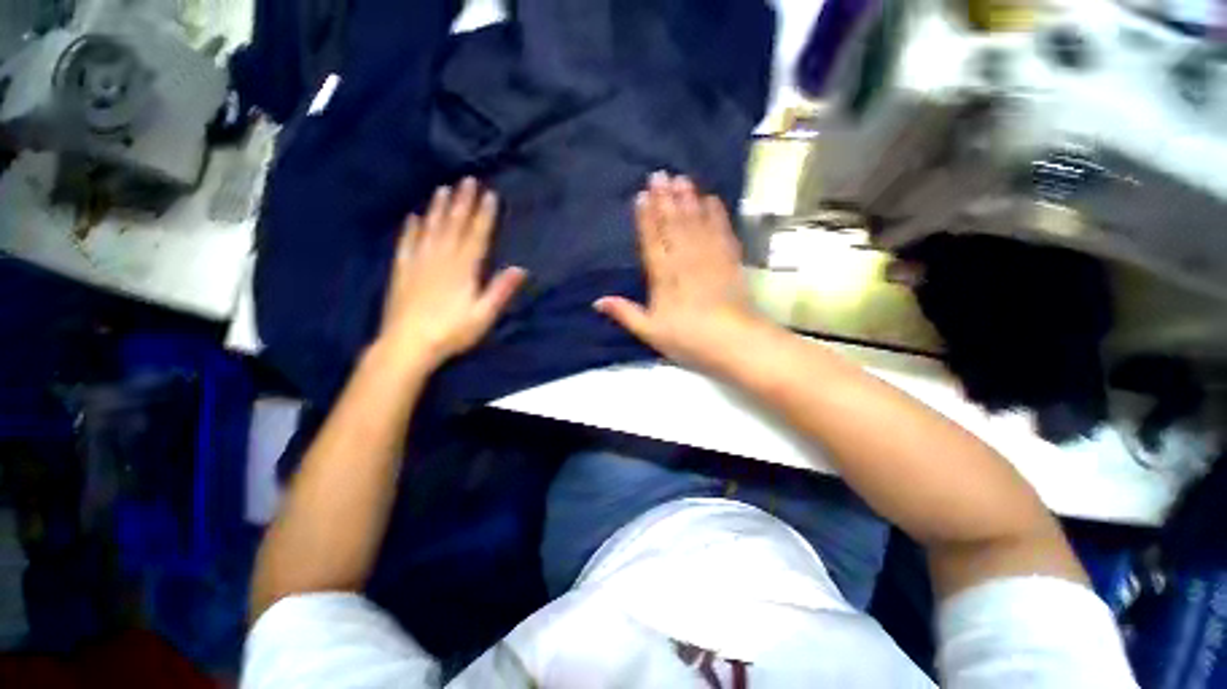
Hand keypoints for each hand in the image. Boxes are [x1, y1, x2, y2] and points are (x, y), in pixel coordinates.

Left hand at [378, 178, 526, 369]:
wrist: (408, 344)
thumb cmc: (451, 331)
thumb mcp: (483, 315)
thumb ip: (500, 290)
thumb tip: (520, 269)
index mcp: (463, 270)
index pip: (476, 237)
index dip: (484, 216)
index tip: (489, 195)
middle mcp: (441, 259)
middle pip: (453, 226)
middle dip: (462, 203)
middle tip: (466, 180)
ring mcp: (419, 263)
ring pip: (430, 229)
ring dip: (438, 209)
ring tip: (443, 189)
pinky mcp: (402, 271)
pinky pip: (406, 244)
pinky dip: (411, 229)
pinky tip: (413, 217)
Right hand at [595, 172, 772, 373]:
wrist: (734, 342)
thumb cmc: (688, 338)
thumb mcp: (650, 331)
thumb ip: (625, 313)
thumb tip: (597, 301)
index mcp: (663, 276)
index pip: (651, 241)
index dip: (646, 218)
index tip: (642, 196)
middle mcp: (685, 260)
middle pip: (673, 225)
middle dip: (665, 199)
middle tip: (660, 174)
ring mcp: (709, 258)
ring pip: (696, 223)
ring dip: (688, 200)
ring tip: (682, 179)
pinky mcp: (730, 261)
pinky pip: (722, 231)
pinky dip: (717, 214)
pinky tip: (712, 200)